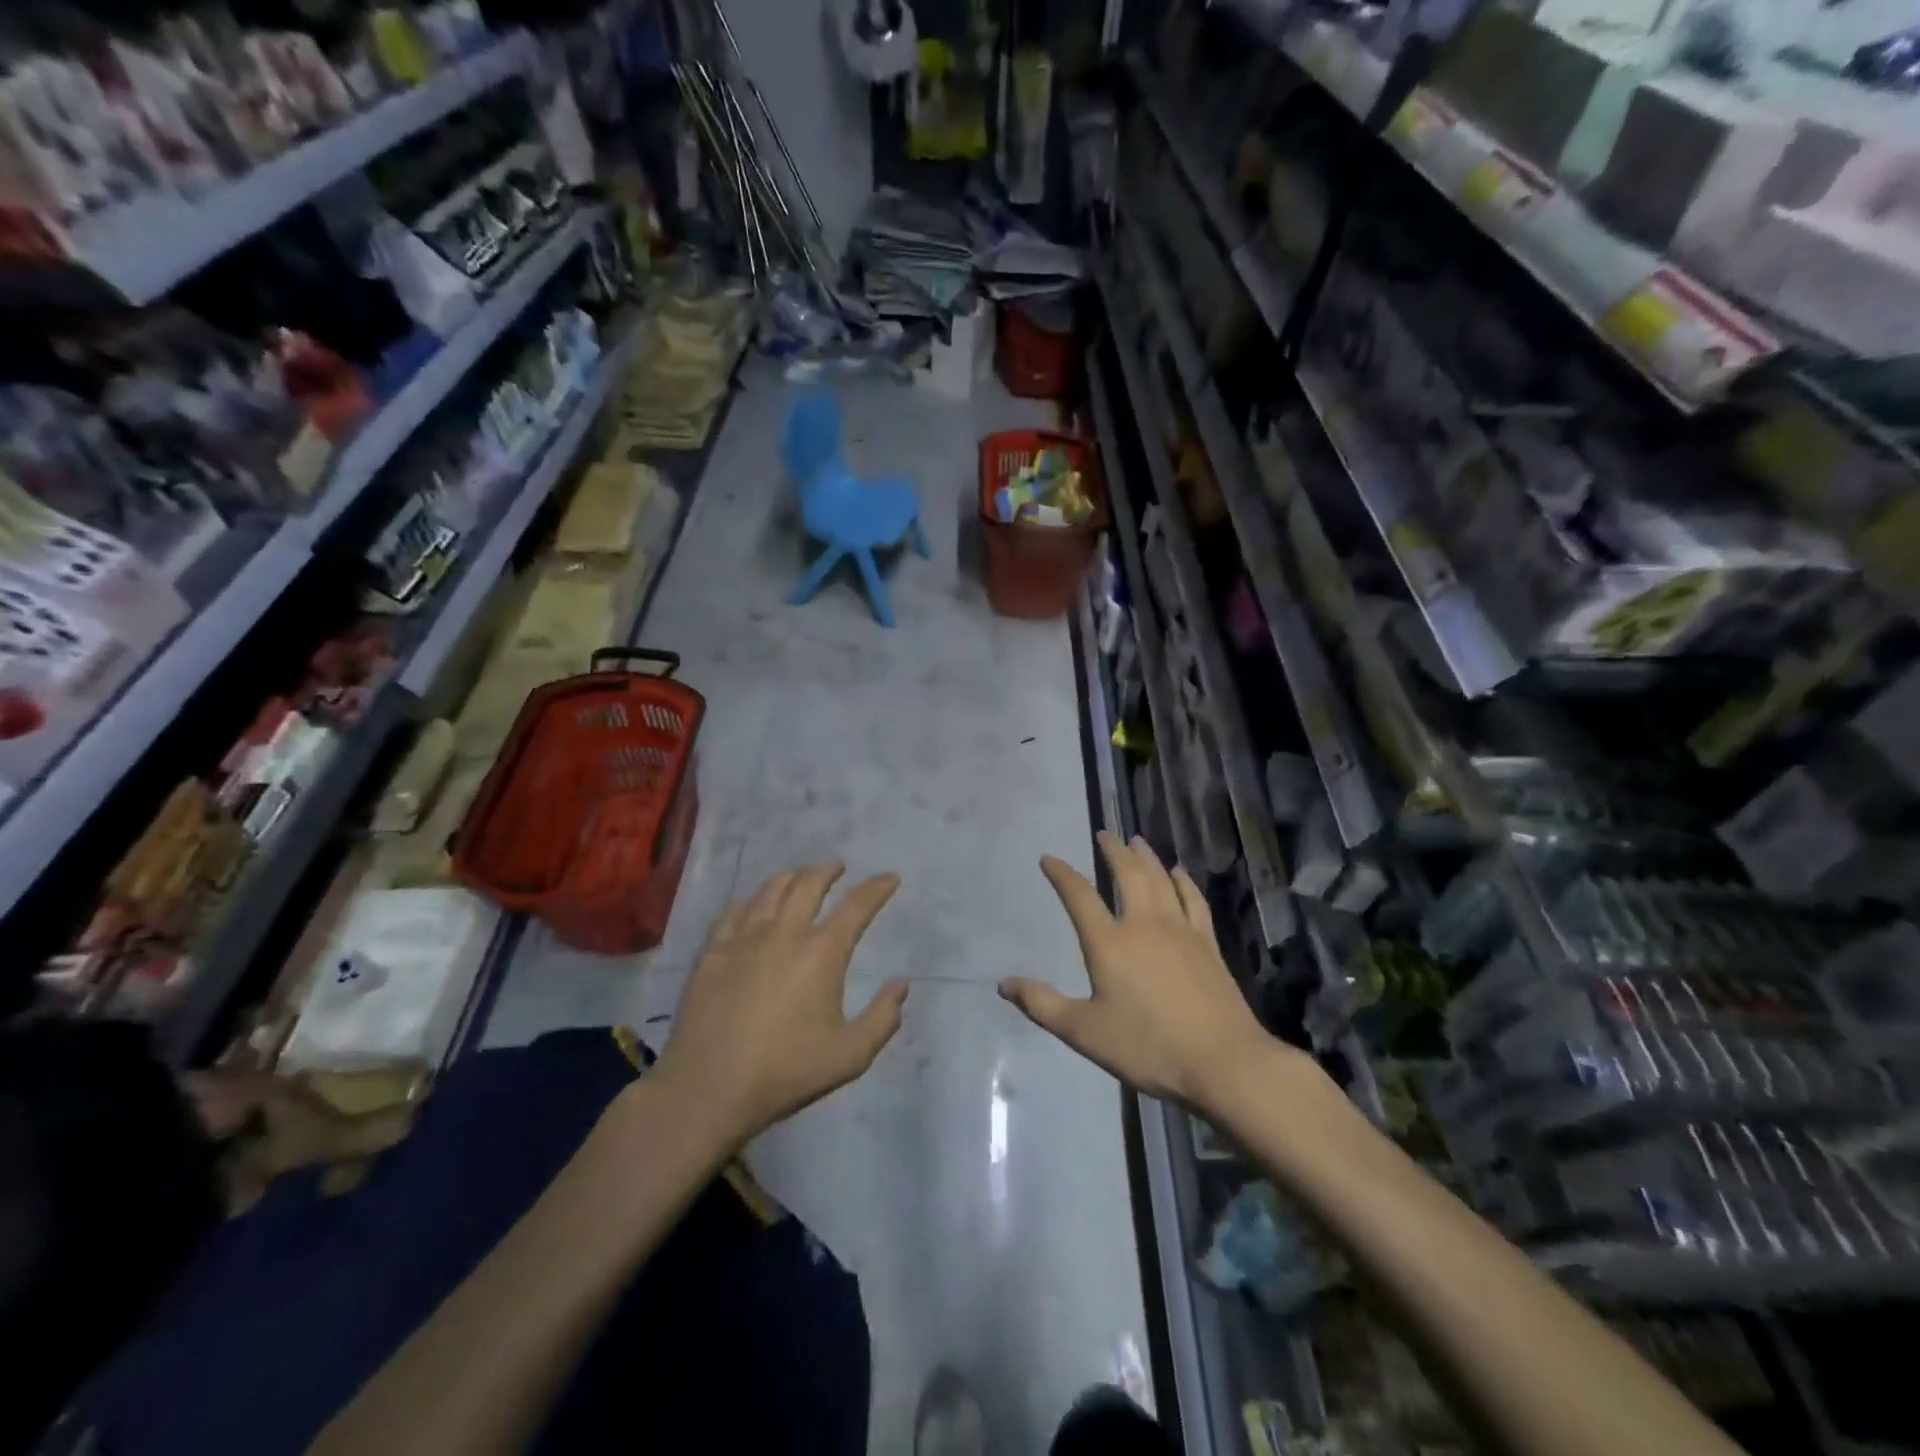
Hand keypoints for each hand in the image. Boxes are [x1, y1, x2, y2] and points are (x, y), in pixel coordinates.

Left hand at [655, 861, 907, 1145]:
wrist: (707, 1089)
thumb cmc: (785, 1072)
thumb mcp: (850, 1056)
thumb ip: (883, 1018)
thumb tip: (902, 984)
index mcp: (821, 954)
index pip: (856, 907)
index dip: (877, 888)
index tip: (890, 878)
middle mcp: (784, 934)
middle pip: (808, 884)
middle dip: (828, 870)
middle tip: (838, 865)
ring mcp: (743, 939)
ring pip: (770, 891)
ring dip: (791, 876)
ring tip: (800, 875)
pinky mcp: (712, 952)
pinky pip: (733, 912)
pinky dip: (750, 900)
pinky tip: (751, 903)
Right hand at [1000, 833, 1299, 1115]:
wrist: (1222, 1062)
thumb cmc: (1147, 1047)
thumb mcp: (1084, 1032)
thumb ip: (1042, 1005)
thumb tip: (1003, 983)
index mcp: (1108, 943)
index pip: (1079, 896)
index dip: (1062, 874)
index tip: (1049, 859)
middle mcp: (1143, 924)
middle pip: (1127, 874)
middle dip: (1113, 851)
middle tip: (1105, 834)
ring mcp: (1179, 930)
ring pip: (1160, 879)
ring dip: (1146, 857)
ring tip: (1137, 841)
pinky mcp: (1207, 943)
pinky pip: (1193, 899)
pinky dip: (1183, 881)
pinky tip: (1179, 873)